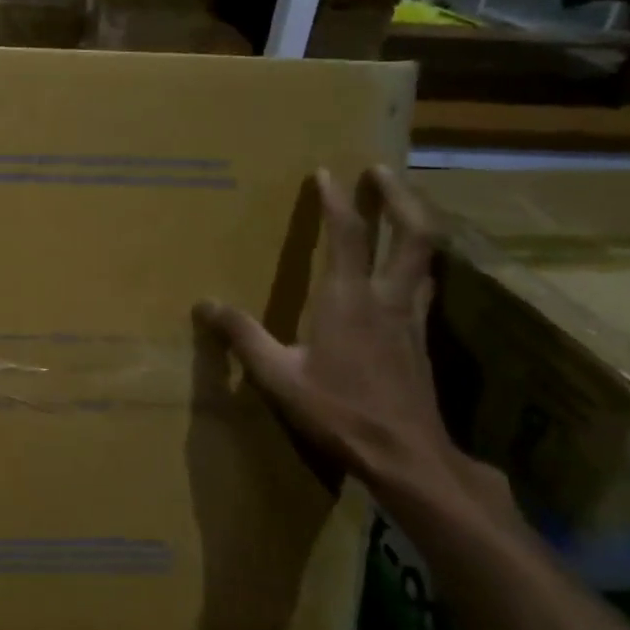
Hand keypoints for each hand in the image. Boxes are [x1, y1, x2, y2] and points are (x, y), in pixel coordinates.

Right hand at [197, 166, 505, 509]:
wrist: (407, 457)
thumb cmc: (339, 412)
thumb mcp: (277, 376)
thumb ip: (241, 336)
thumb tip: (204, 304)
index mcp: (349, 300)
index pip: (348, 236)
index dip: (337, 201)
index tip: (327, 172)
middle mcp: (387, 299)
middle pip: (413, 234)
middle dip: (400, 198)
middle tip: (382, 172)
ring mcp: (412, 319)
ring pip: (426, 258)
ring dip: (415, 224)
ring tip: (399, 209)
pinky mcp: (422, 340)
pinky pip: (424, 284)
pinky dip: (415, 261)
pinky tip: (404, 270)